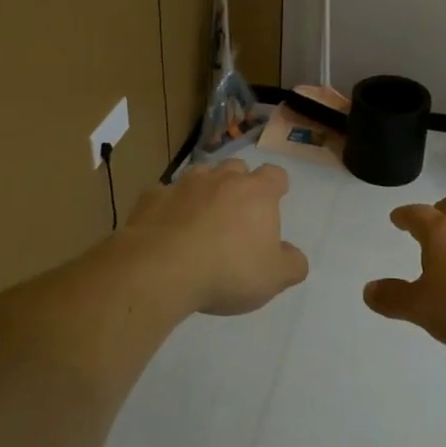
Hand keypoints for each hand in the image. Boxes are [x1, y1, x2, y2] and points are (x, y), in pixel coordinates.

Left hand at [121, 160, 309, 315]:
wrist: (161, 269)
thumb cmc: (228, 271)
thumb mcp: (273, 278)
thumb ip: (292, 264)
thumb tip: (293, 255)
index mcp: (257, 193)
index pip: (275, 175)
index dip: (276, 185)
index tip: (274, 200)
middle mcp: (222, 179)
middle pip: (236, 168)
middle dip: (239, 183)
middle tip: (237, 212)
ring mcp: (183, 185)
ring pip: (200, 175)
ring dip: (204, 189)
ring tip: (202, 215)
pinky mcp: (152, 198)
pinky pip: (164, 195)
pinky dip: (169, 206)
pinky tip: (166, 227)